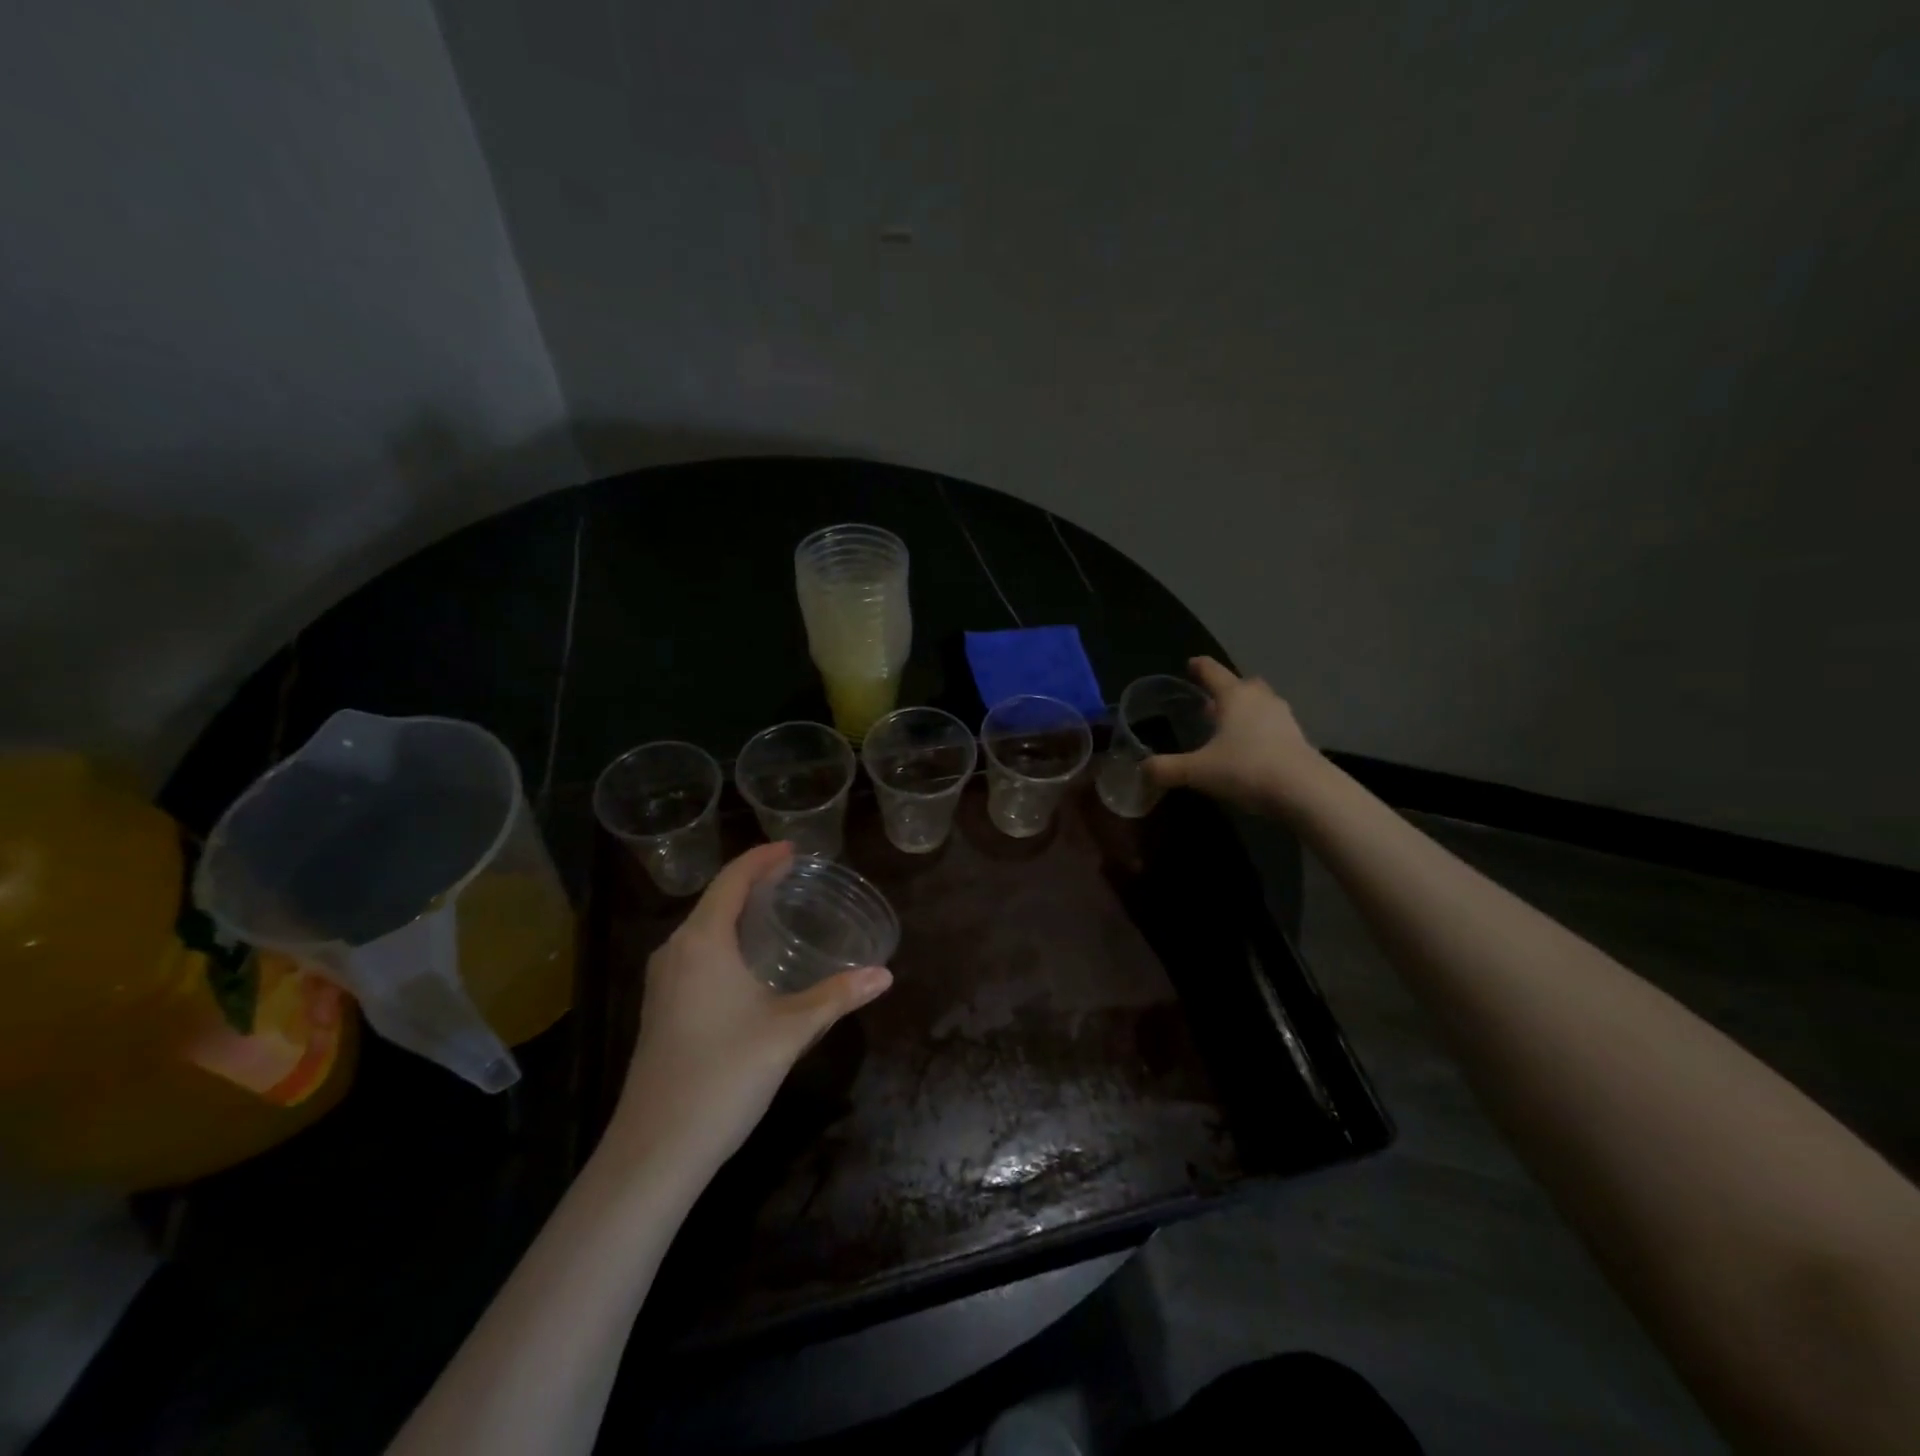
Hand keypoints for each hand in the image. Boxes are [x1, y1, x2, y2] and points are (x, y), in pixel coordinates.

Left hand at [606, 842, 892, 1174]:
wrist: (655, 1150)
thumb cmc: (724, 1074)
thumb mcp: (790, 1031)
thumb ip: (837, 996)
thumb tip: (883, 975)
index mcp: (702, 941)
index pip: (732, 880)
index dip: (762, 858)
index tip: (794, 850)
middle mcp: (675, 951)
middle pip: (715, 899)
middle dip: (752, 882)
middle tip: (794, 878)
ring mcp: (661, 982)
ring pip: (702, 928)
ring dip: (736, 912)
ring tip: (775, 911)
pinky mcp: (659, 1008)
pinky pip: (694, 953)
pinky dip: (723, 940)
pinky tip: (747, 962)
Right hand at [1146, 656, 1324, 813]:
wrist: (1305, 791)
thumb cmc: (1246, 769)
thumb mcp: (1197, 772)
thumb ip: (1166, 769)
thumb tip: (1141, 770)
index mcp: (1234, 696)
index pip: (1212, 671)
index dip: (1198, 667)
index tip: (1190, 664)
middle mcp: (1260, 699)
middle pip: (1242, 684)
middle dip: (1226, 689)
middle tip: (1210, 701)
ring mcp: (1283, 717)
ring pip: (1260, 704)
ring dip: (1245, 710)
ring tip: (1229, 727)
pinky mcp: (1298, 738)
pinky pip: (1273, 725)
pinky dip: (1259, 730)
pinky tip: (1250, 749)